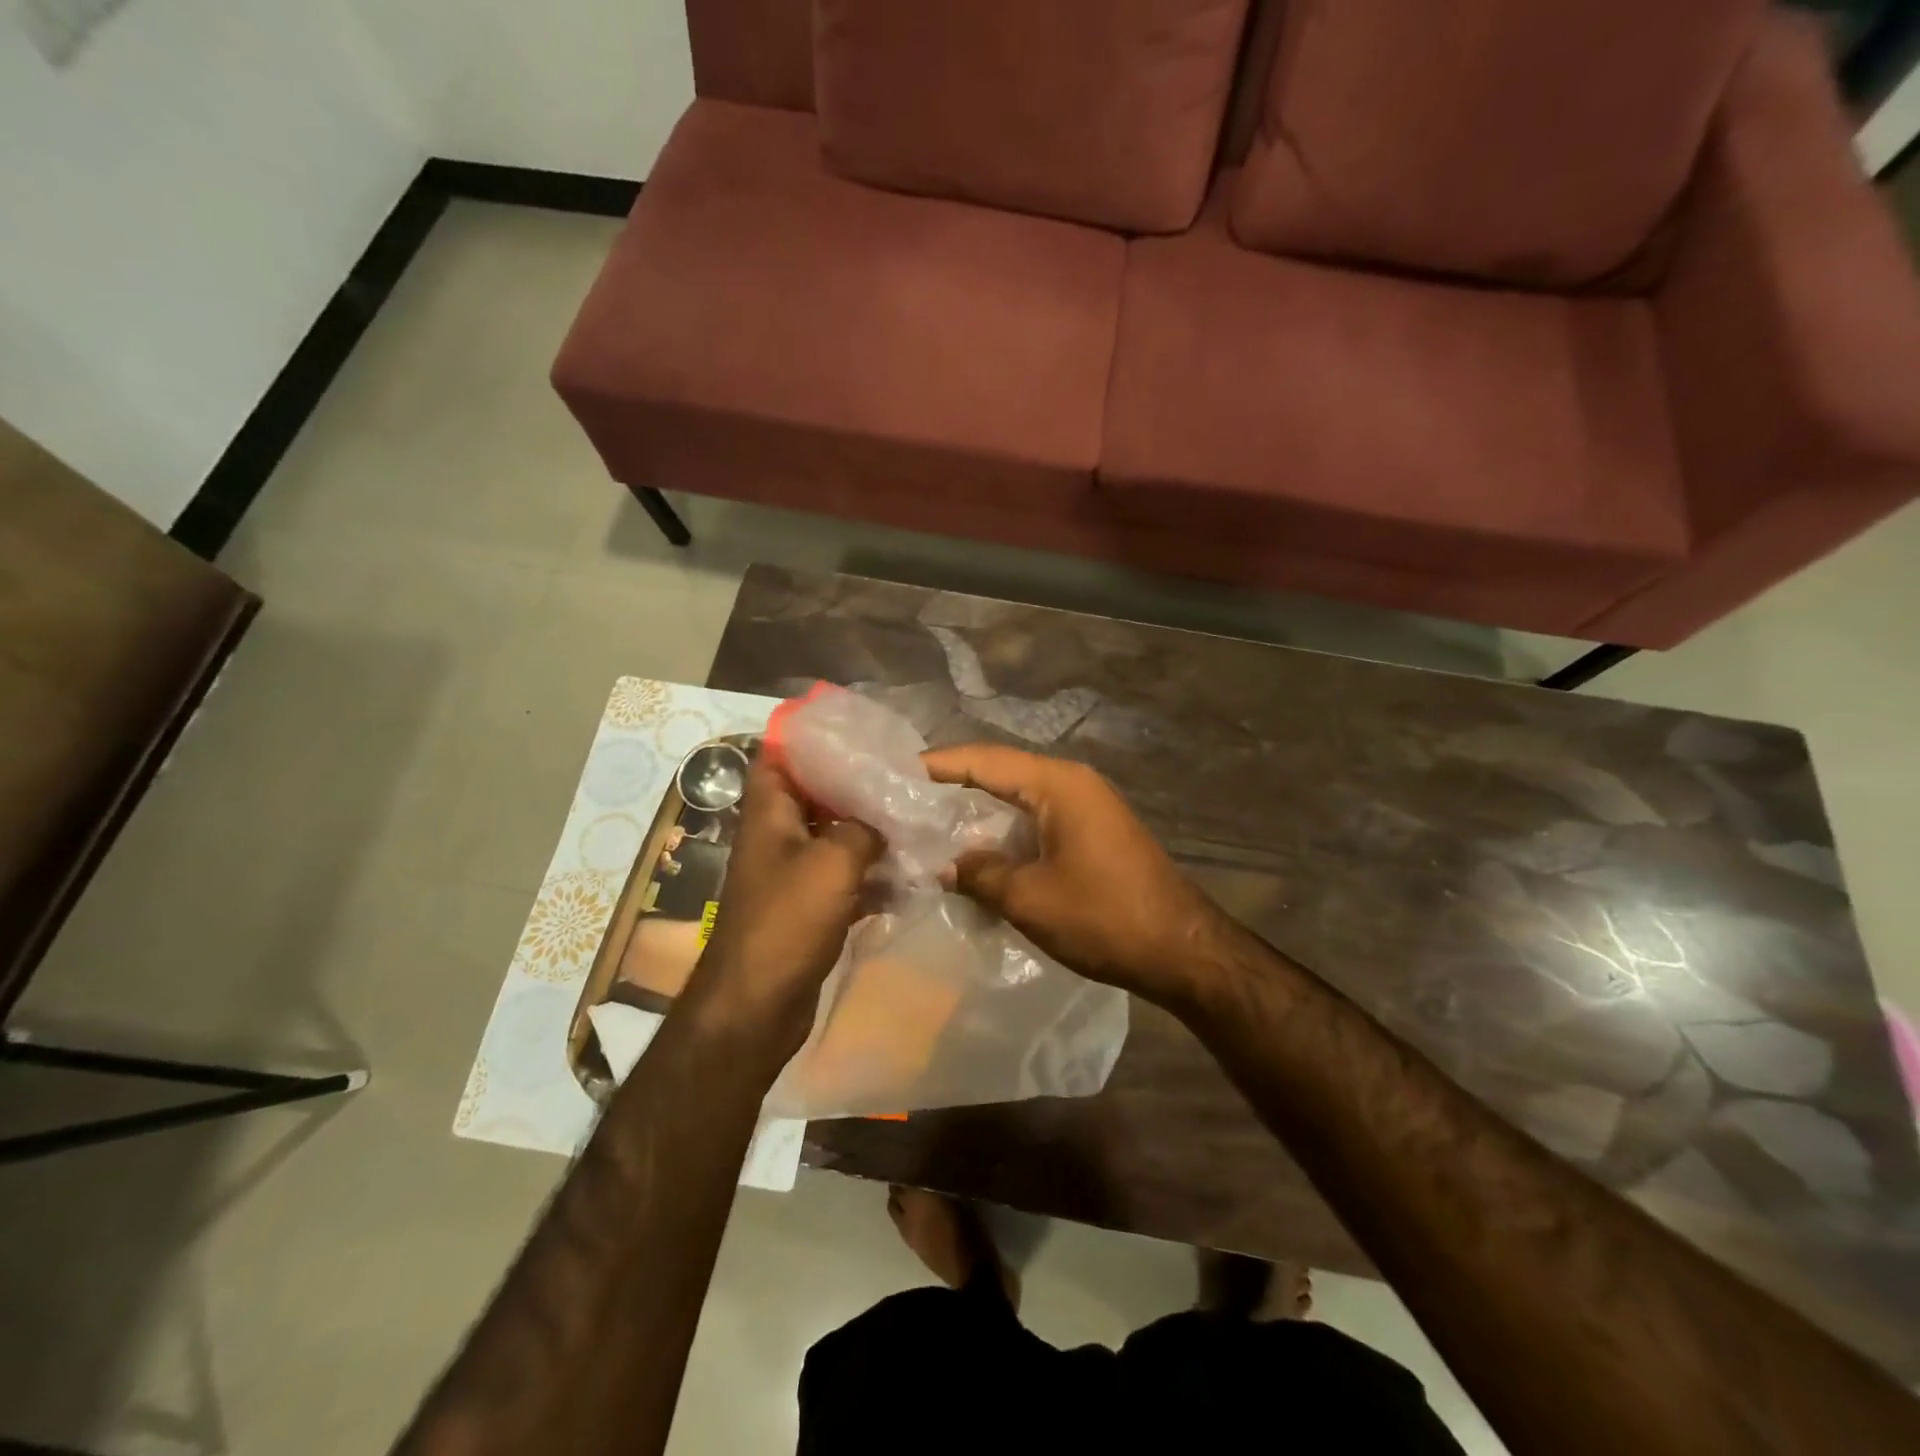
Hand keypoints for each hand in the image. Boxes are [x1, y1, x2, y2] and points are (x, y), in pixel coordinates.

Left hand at [684, 756, 881, 1065]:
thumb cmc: (787, 921)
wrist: (758, 1005)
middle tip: (901, 777)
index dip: (809, 739)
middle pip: (814, 797)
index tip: (855, 732)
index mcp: (768, 814)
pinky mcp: (809, 908)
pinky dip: (871, 876)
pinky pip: (844, 879)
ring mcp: (792, 875)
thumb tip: (886, 817)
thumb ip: (864, 828)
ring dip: (869, 833)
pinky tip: (909, 876)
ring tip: (914, 820)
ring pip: (834, 838)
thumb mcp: (833, 862)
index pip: (778, 757)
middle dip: (855, 786)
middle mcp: (777, 837)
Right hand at [922, 744, 1226, 1009]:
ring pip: (1018, 797)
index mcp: (1057, 784)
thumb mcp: (1029, 898)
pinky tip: (978, 852)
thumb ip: (980, 874)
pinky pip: (1037, 819)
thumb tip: (946, 864)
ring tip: (930, 826)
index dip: (937, 765)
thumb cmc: (1103, 917)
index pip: (983, 760)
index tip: (894, 774)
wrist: (1183, 950)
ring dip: (978, 811)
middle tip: (904, 801)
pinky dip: (1005, 830)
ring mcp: (1087, 806)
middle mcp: (1072, 783)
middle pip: (1000, 772)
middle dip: (953, 786)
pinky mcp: (1093, 832)